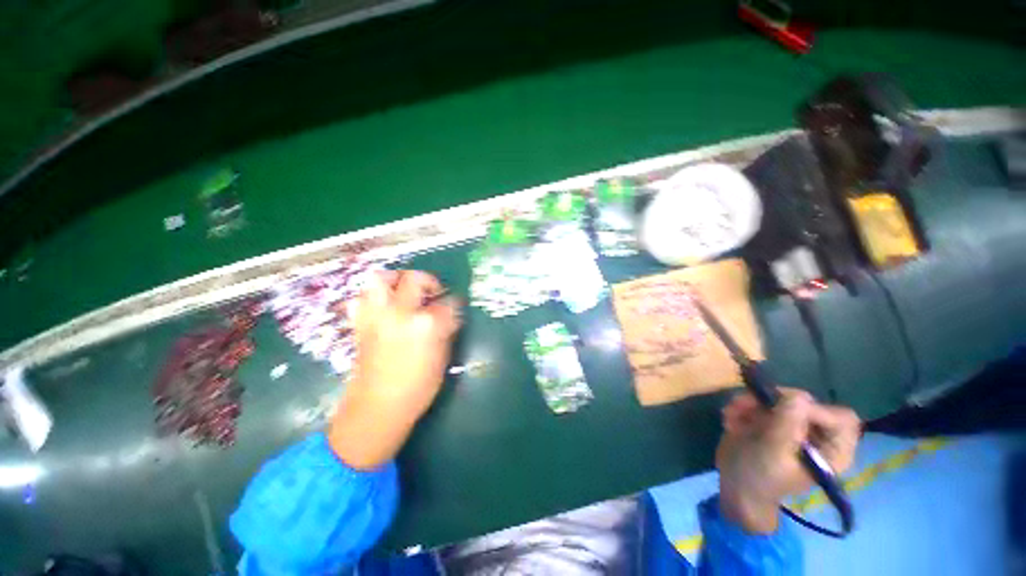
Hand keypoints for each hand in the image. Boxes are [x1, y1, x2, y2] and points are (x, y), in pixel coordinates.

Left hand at [328, 270, 460, 469]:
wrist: (378, 408)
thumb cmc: (418, 387)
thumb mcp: (442, 357)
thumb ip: (447, 329)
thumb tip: (449, 314)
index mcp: (426, 324)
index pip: (448, 302)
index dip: (454, 303)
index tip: (455, 306)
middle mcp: (400, 313)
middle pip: (415, 279)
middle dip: (428, 281)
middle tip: (432, 292)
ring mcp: (376, 316)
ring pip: (380, 278)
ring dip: (396, 280)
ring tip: (405, 291)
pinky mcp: (360, 324)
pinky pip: (361, 298)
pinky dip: (372, 297)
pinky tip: (383, 307)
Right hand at [716, 388, 860, 532]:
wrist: (735, 487)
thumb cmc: (760, 477)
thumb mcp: (773, 452)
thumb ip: (787, 424)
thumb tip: (799, 394)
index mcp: (832, 450)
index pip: (840, 418)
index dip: (813, 410)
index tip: (781, 409)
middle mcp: (817, 435)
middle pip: (804, 403)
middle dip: (770, 402)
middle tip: (743, 405)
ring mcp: (792, 426)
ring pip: (778, 399)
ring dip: (750, 403)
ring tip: (731, 414)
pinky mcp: (771, 420)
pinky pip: (760, 402)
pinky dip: (743, 407)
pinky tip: (731, 419)